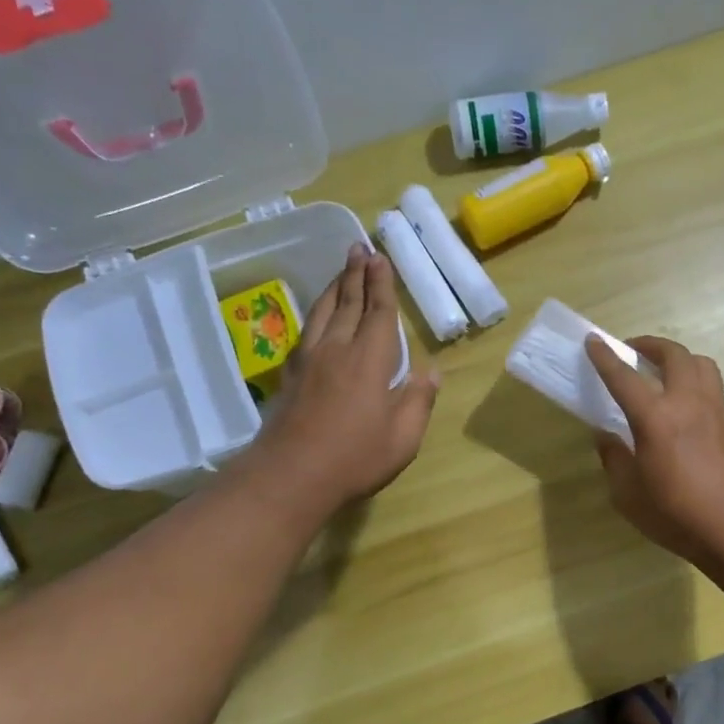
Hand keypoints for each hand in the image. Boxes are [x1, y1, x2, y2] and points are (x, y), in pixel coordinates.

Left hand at [250, 245, 439, 511]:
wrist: (292, 475)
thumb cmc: (355, 457)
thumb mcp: (403, 437)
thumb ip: (418, 400)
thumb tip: (431, 372)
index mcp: (369, 360)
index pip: (378, 312)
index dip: (381, 284)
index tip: (380, 258)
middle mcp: (337, 349)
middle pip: (347, 302)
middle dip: (356, 274)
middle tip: (359, 248)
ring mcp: (310, 361)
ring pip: (323, 312)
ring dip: (334, 287)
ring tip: (342, 269)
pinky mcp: (292, 375)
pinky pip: (306, 330)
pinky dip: (316, 313)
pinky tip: (317, 314)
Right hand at [584, 334, 723, 567]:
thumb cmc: (674, 513)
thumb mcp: (627, 493)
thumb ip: (614, 458)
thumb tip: (605, 436)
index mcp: (655, 418)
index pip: (624, 377)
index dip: (605, 357)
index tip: (594, 341)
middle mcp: (687, 403)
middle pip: (673, 355)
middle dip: (650, 345)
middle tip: (633, 350)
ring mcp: (715, 410)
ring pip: (701, 364)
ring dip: (680, 358)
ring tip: (666, 371)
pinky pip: (714, 389)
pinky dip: (697, 384)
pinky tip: (687, 405)